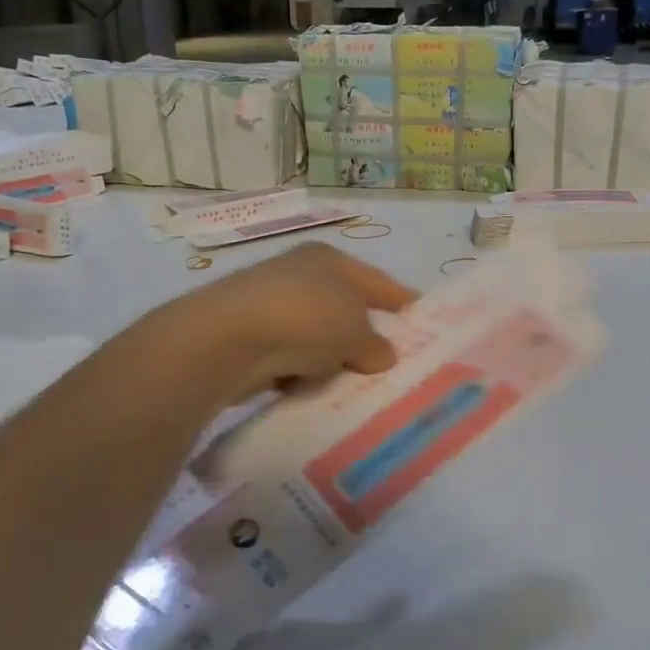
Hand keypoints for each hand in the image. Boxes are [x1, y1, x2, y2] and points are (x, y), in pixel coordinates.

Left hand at [159, 242, 417, 400]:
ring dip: (332, 361)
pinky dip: (302, 373)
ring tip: (350, 385)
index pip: (378, 282)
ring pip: (318, 338)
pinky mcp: (251, 338)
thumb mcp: (354, 331)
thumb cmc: (305, 318)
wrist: (226, 340)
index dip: (403, 301)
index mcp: (329, 260)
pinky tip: (309, 389)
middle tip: (389, 366)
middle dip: (365, 338)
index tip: (423, 320)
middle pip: (346, 310)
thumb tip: (382, 355)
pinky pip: (292, 359)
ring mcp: (272, 306)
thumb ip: (375, 344)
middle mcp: (300, 276)